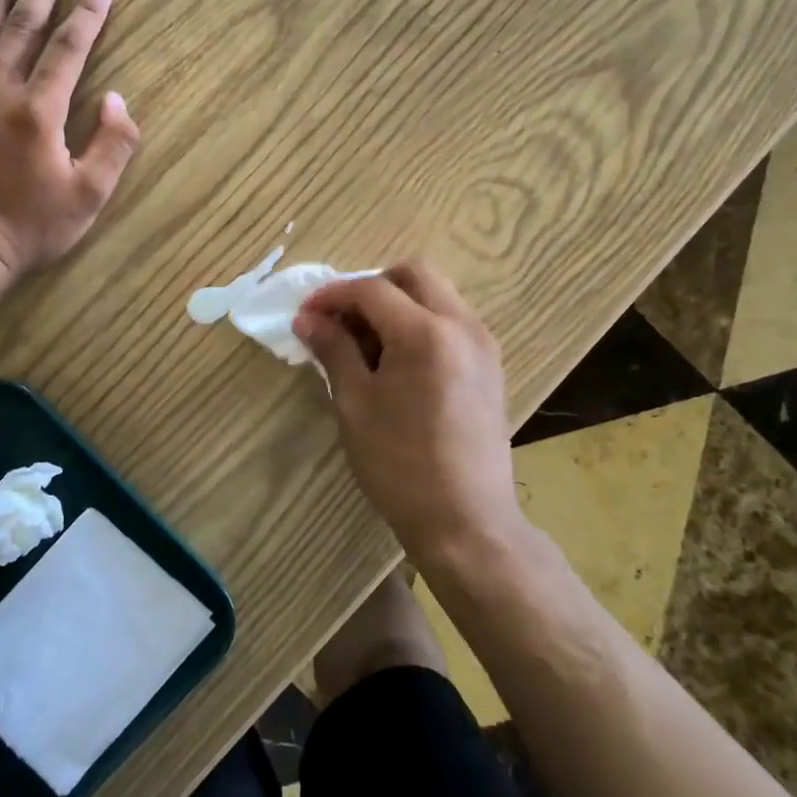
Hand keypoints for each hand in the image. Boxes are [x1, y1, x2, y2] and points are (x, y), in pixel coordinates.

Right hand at [293, 260, 517, 560]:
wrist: (467, 523)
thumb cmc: (400, 465)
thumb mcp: (355, 404)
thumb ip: (333, 350)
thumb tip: (307, 319)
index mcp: (426, 333)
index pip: (372, 290)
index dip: (332, 295)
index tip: (305, 314)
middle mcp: (462, 326)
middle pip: (414, 273)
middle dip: (371, 286)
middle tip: (341, 318)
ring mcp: (483, 344)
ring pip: (436, 293)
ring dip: (397, 302)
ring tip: (365, 342)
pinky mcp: (490, 365)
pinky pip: (451, 320)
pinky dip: (419, 322)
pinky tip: (396, 360)